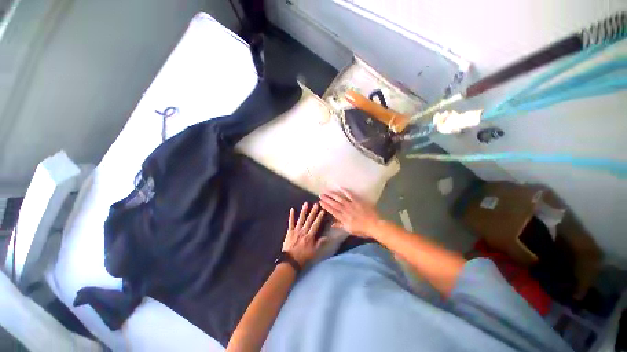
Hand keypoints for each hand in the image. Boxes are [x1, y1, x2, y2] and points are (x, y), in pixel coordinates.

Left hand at [282, 202, 327, 266]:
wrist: (291, 260)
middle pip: (309, 220)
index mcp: (310, 236)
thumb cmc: (304, 256)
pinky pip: (291, 222)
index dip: (319, 217)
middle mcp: (303, 231)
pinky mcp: (289, 231)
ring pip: (301, 219)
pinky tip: (292, 209)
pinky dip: (291, 216)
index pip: (316, 224)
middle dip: (313, 212)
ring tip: (306, 204)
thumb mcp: (314, 251)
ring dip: (303, 211)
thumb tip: (327, 237)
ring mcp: (296, 230)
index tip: (322, 211)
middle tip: (316, 204)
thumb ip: (320, 243)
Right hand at [319, 188, 381, 238]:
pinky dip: (345, 191)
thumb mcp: (350, 230)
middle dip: (327, 199)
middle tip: (321, 194)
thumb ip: (340, 225)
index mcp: (343, 218)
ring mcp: (351, 205)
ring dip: (332, 194)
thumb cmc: (362, 230)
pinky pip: (350, 195)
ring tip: (326, 191)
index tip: (320, 202)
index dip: (326, 206)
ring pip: (340, 198)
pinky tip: (340, 187)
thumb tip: (332, 224)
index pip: (332, 211)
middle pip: (334, 204)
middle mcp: (345, 210)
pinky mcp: (357, 201)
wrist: (374, 225)